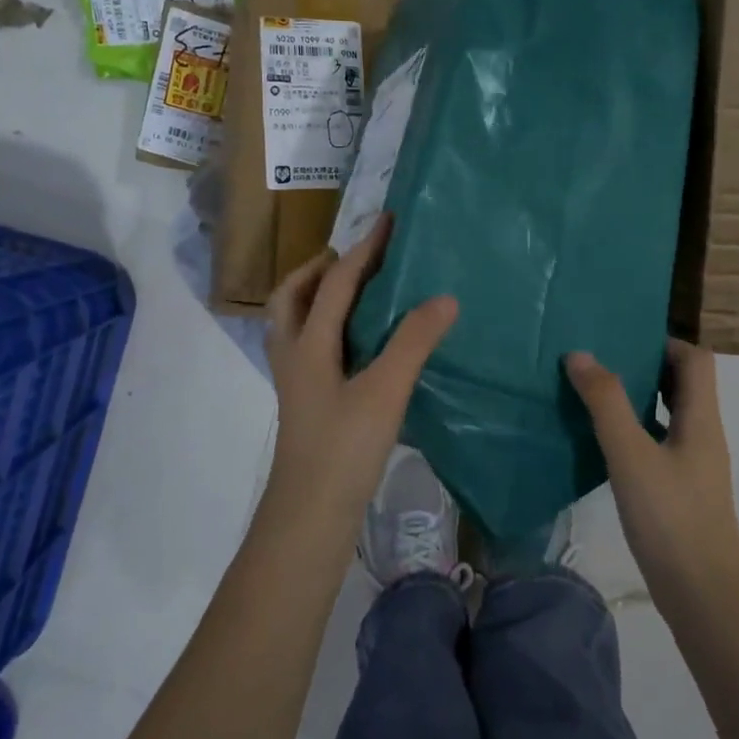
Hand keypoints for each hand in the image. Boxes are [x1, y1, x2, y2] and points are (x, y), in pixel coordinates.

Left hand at [265, 214, 457, 524]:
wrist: (310, 516)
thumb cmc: (343, 449)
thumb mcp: (384, 391)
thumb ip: (413, 341)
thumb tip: (444, 297)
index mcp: (307, 343)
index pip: (335, 283)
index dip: (363, 250)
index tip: (388, 221)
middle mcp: (294, 354)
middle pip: (293, 296)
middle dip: (321, 269)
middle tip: (357, 258)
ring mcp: (297, 381)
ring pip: (297, 322)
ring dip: (320, 297)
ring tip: (358, 293)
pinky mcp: (307, 402)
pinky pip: (312, 346)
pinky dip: (330, 327)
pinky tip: (361, 344)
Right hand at [565, 339, 738, 608]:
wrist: (704, 596)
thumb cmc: (671, 519)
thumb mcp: (631, 455)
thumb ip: (606, 403)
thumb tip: (580, 354)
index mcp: (701, 418)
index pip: (695, 359)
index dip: (664, 341)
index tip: (622, 337)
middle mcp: (702, 434)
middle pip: (682, 383)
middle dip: (644, 365)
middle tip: (600, 358)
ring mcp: (692, 464)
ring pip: (667, 413)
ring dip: (636, 397)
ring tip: (593, 390)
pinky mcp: (679, 489)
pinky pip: (657, 441)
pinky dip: (633, 429)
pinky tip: (601, 440)